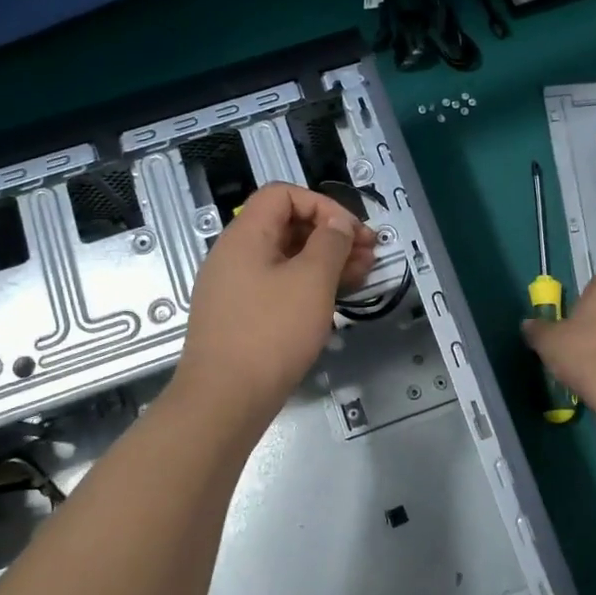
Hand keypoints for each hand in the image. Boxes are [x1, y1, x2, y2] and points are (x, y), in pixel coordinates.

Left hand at [174, 183, 377, 420]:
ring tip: (364, 274)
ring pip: (287, 258)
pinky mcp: (243, 315)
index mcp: (245, 235)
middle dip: (332, 234)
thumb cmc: (271, 332)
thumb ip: (331, 242)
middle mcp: (235, 254)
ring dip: (326, 260)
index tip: (352, 231)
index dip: (322, 204)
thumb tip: (338, 223)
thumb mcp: (311, 280)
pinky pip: (280, 285)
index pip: (283, 194)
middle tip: (370, 253)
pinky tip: (337, 296)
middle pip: (287, 225)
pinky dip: (310, 284)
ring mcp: (237, 286)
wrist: (225, 400)